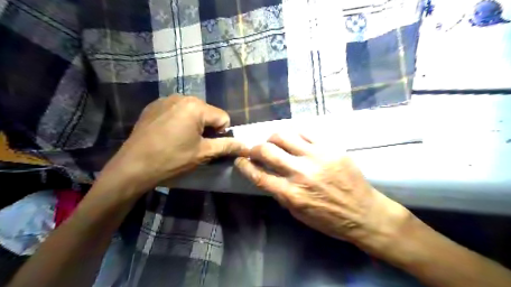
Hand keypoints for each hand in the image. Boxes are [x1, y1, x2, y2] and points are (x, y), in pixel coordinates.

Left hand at [102, 96, 246, 193]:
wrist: (133, 166)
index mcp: (196, 106)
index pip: (223, 118)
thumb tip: (245, 145)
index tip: (208, 146)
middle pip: (208, 112)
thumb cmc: (172, 159)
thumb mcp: (203, 153)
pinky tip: (169, 134)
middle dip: (207, 128)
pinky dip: (179, 120)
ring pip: (193, 111)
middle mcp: (182, 97)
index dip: (221, 134)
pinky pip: (177, 110)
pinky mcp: (154, 106)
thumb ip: (227, 146)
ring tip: (181, 140)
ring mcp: (165, 99)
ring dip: (194, 124)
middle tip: (195, 144)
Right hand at [236, 133, 409, 251]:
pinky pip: (305, 132)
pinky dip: (294, 134)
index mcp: (291, 194)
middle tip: (254, 149)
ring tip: (273, 141)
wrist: (364, 213)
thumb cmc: (329, 219)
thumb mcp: (298, 213)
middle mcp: (300, 173)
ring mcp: (316, 157)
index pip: (258, 175)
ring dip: (272, 137)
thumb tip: (268, 176)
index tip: (239, 160)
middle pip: (267, 151)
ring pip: (284, 136)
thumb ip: (281, 194)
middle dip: (254, 148)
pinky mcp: (331, 148)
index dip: (244, 165)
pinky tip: (293, 138)